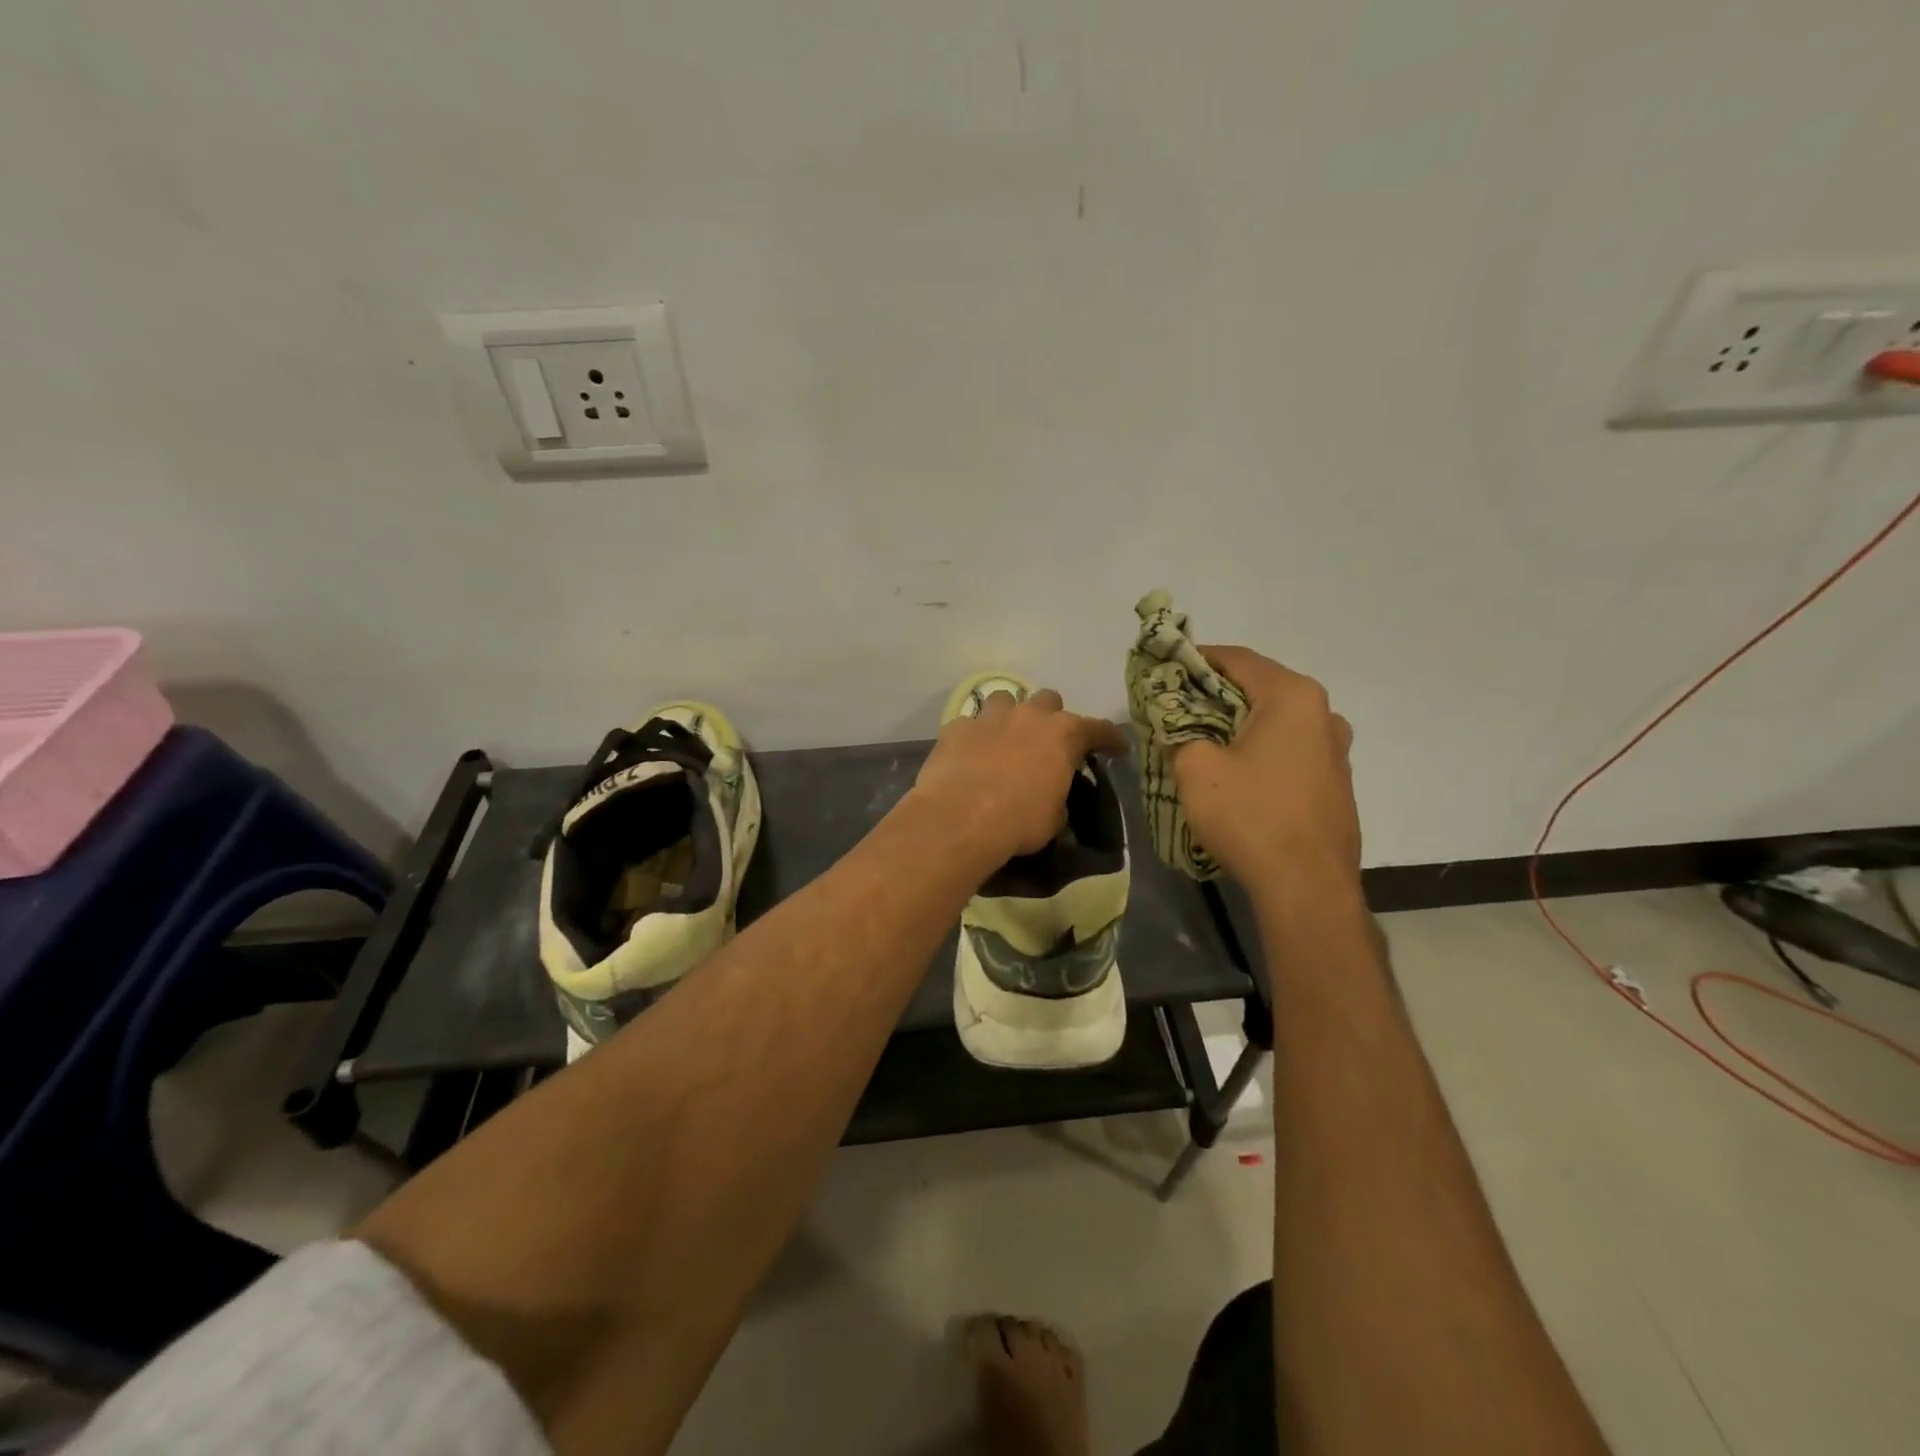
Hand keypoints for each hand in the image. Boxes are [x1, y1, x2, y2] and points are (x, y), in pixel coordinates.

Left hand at [911, 688, 1129, 865]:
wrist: (960, 817)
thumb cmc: (1019, 820)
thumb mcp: (1053, 818)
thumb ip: (1057, 798)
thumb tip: (1051, 798)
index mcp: (1063, 735)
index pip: (1099, 729)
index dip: (1110, 739)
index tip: (1117, 748)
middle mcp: (1029, 716)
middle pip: (1048, 700)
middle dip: (1051, 717)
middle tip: (1048, 742)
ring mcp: (990, 717)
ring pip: (1005, 699)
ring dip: (1010, 715)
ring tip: (1006, 738)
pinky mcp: (956, 728)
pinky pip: (969, 724)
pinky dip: (973, 737)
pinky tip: (970, 754)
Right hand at [1171, 646, 1359, 889]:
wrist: (1306, 887)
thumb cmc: (1250, 815)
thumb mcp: (1196, 768)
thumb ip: (1180, 733)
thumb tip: (1178, 727)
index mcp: (1292, 697)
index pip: (1237, 659)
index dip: (1196, 659)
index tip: (1164, 667)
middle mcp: (1323, 714)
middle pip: (1259, 687)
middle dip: (1215, 693)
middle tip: (1176, 704)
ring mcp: (1335, 751)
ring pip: (1276, 721)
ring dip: (1239, 723)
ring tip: (1203, 738)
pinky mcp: (1335, 783)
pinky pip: (1289, 750)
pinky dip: (1260, 749)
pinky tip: (1236, 772)